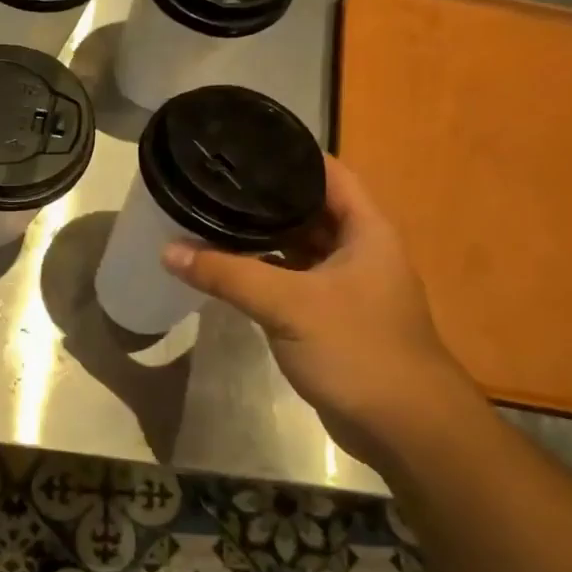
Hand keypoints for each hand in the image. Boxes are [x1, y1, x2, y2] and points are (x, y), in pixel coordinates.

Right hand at [162, 155, 475, 461]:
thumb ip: (228, 274)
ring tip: (210, 216)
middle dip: (265, 196)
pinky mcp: (328, 317)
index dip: (292, 155)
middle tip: (214, 181)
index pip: (329, 173)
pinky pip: (289, 281)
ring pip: (296, 247)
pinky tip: (225, 267)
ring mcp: (343, 286)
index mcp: (366, 230)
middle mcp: (357, 250)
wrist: (403, 427)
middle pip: (308, 208)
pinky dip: (261, 271)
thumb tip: (168, 250)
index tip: (245, 144)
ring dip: (260, 236)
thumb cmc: (358, 349)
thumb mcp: (289, 305)